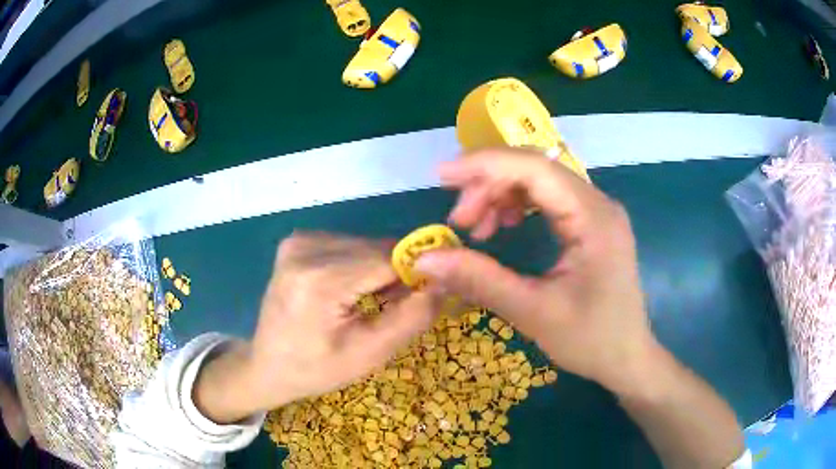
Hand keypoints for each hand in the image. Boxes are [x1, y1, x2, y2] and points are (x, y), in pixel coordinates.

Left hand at [194, 233, 437, 423]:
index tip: (438, 290)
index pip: (390, 257)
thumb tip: (446, 280)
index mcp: (319, 279)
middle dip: (399, 274)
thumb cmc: (315, 369)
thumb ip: (412, 316)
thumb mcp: (369, 354)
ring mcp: (299, 240)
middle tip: (399, 307)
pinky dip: (361, 265)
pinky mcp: (299, 241)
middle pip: (378, 248)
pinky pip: (349, 245)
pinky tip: (353, 291)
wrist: (267, 365)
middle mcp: (306, 247)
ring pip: (366, 244)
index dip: (421, 269)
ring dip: (380, 270)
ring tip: (373, 304)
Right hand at [414, 148, 658, 395]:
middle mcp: (597, 203)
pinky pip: (547, 198)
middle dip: (489, 185)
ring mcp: (595, 211)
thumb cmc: (591, 340)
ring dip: (500, 194)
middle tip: (459, 220)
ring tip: (476, 228)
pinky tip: (501, 226)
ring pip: (538, 181)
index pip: (536, 168)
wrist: (626, 358)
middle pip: (535, 169)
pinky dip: (516, 206)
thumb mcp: (533, 312)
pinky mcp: (589, 224)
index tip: (441, 178)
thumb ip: (480, 280)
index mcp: (593, 218)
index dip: (485, 165)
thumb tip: (425, 259)